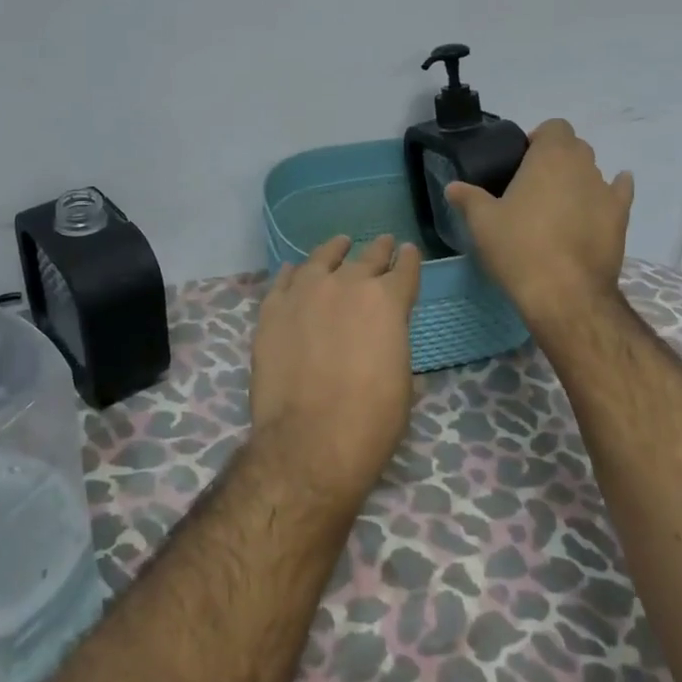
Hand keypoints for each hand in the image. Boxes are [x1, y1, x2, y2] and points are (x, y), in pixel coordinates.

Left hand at [249, 235, 421, 515]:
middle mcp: (347, 285)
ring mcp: (305, 292)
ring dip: (335, 250)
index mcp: (387, 302)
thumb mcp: (401, 381)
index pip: (403, 270)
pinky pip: (285, 280)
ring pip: (322, 259)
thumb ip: (393, 345)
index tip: (408, 251)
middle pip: (366, 258)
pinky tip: (296, 269)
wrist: (310, 439)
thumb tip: (384, 339)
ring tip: (340, 243)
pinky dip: (294, 272)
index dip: (408, 260)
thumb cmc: (370, 420)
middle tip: (384, 242)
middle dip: (379, 250)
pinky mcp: (273, 308)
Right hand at [444, 118, 633, 332]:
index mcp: (550, 156)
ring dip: (577, 179)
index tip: (519, 162)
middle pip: (574, 147)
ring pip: (594, 171)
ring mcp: (606, 192)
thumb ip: (468, 197)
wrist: (565, 294)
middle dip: (556, 158)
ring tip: (557, 205)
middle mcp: (583, 166)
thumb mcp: (482, 222)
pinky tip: (599, 203)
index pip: (554, 127)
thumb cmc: (518, 247)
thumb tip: (453, 187)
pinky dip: (611, 192)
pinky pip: (619, 194)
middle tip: (532, 185)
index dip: (538, 139)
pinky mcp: (621, 219)